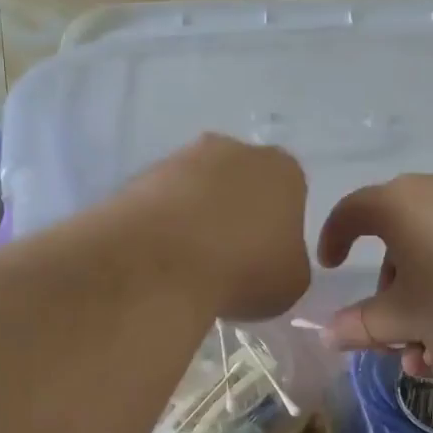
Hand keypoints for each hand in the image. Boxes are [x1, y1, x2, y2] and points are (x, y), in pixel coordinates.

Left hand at [131, 134, 310, 320]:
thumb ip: (289, 262)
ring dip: (197, 217)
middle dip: (236, 214)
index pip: (290, 194)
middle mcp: (234, 149)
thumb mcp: (291, 283)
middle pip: (241, 183)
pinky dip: (164, 224)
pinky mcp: (141, 175)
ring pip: (198, 189)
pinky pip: (162, 201)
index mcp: (283, 170)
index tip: (265, 259)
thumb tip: (271, 260)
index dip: (278, 228)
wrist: (161, 263)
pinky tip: (161, 256)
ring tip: (189, 263)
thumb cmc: (243, 270)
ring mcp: (182, 158)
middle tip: (228, 259)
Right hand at [317, 173, 432, 375]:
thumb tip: (327, 334)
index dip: (333, 240)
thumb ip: (361, 327)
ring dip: (423, 309)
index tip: (331, 268)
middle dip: (391, 303)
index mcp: (397, 204)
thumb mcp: (406, 319)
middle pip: (396, 247)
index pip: (350, 212)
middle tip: (395, 343)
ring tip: (432, 357)